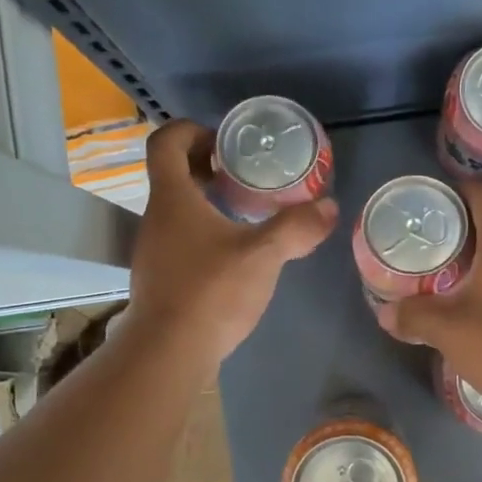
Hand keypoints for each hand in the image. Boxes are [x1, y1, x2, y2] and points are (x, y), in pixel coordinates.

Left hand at [122, 120, 336, 368]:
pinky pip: (178, 239)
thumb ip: (297, 228)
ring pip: (175, 210)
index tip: (223, 141)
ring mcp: (152, 250)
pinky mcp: (159, 278)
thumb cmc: (212, 291)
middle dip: (204, 166)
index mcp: (172, 199)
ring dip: (204, 202)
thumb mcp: (263, 255)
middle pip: (170, 174)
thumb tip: (330, 207)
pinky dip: (202, 233)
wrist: (170, 351)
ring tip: (243, 213)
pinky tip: (231, 255)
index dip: (191, 130)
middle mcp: (155, 218)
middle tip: (242, 174)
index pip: (165, 142)